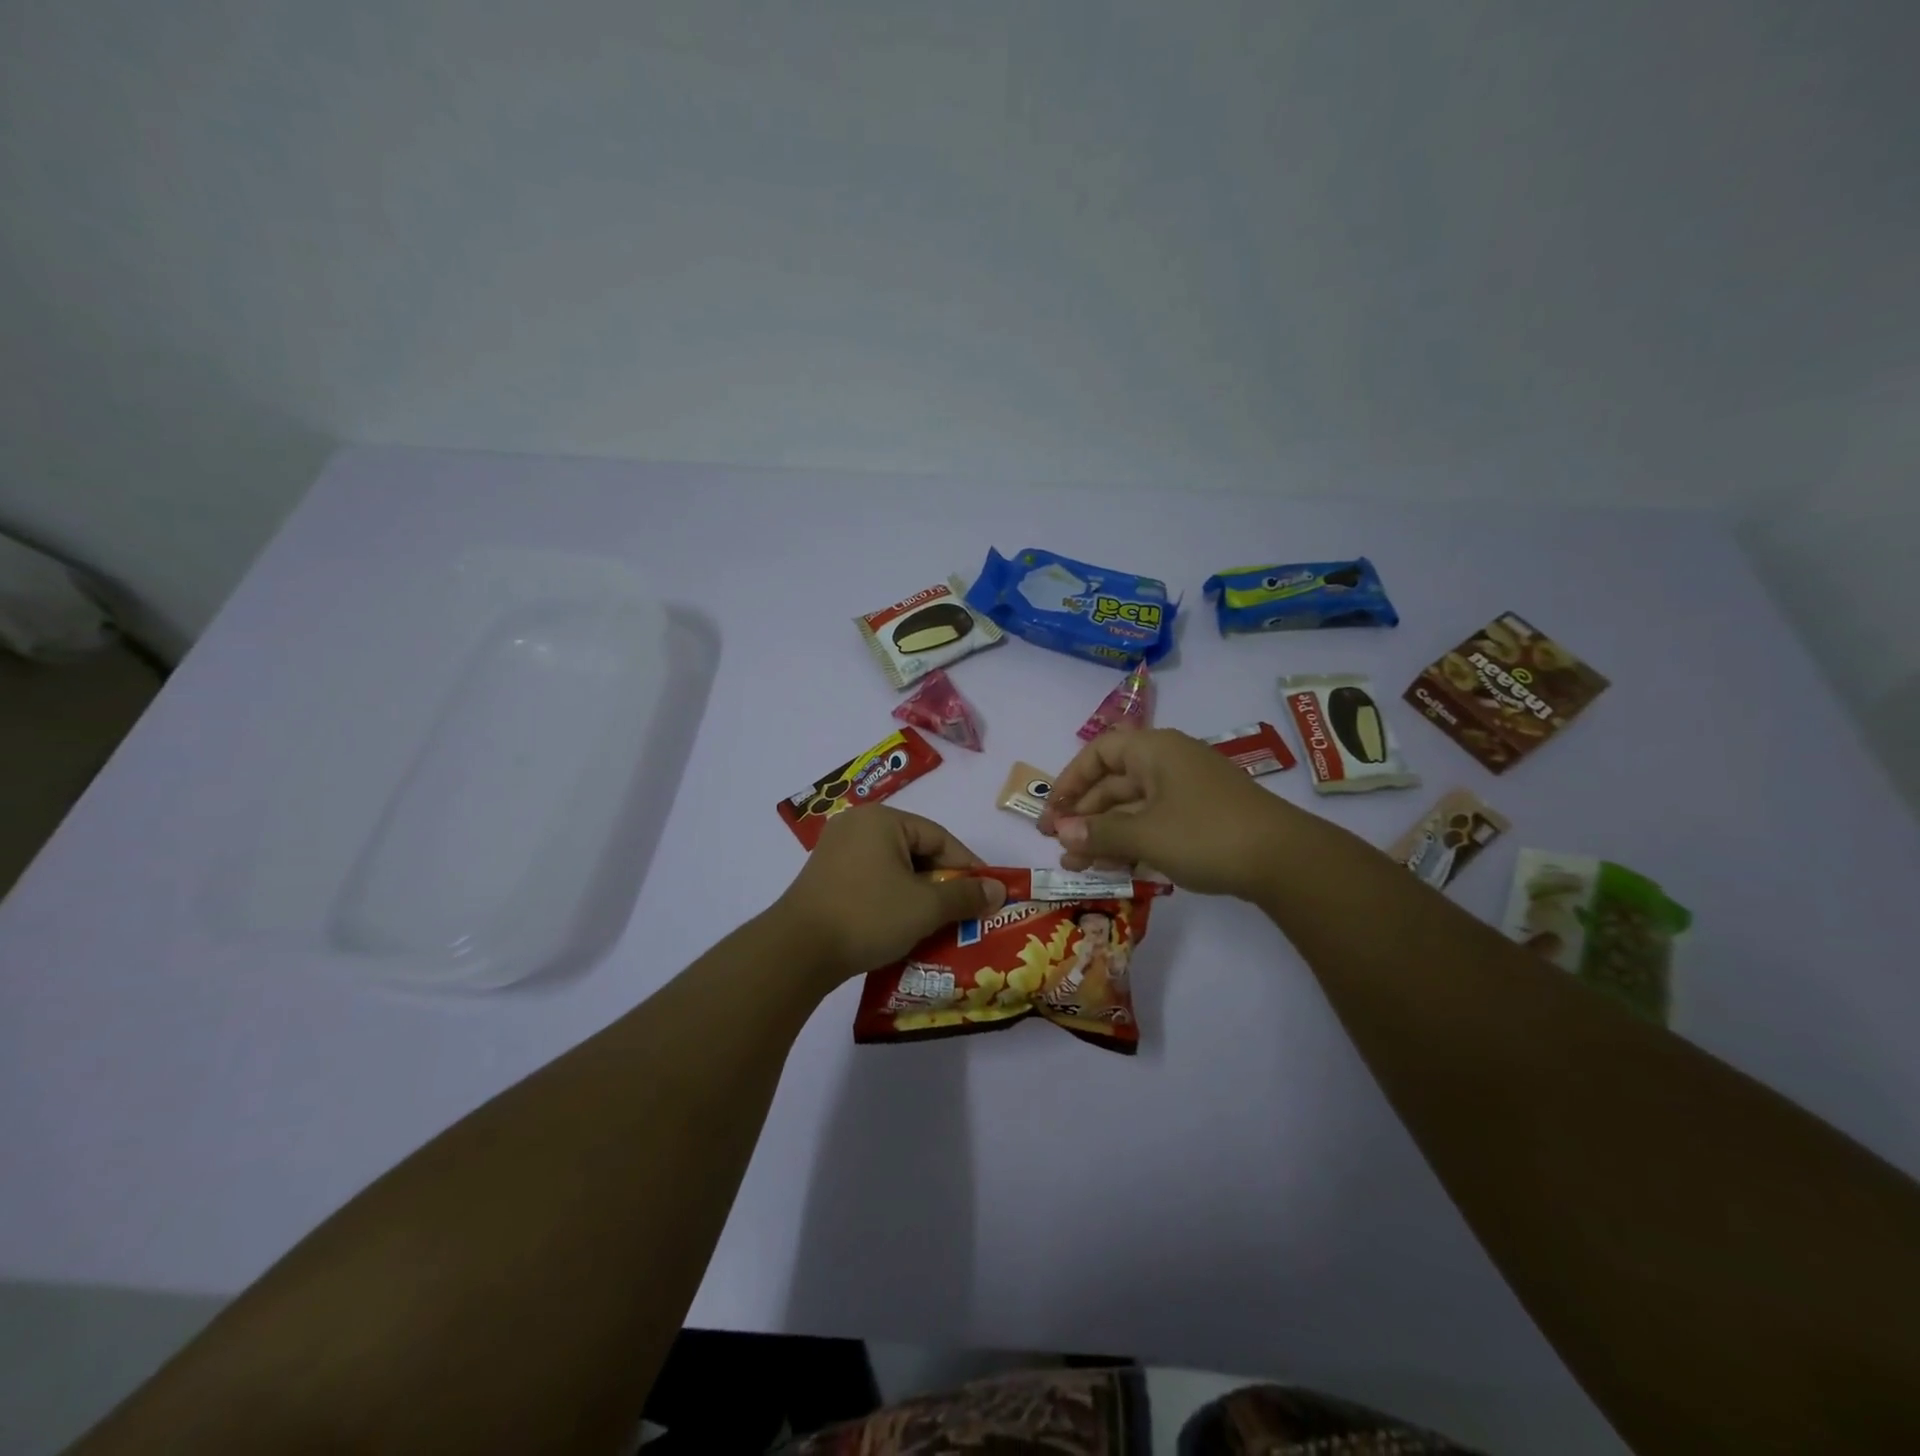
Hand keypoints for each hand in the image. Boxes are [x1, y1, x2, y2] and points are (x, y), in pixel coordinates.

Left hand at [772, 807, 1008, 984]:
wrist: (797, 952)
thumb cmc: (868, 916)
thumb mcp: (925, 906)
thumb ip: (965, 895)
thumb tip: (999, 890)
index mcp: (882, 819)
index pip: (939, 838)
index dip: (968, 867)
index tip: (989, 894)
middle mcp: (858, 825)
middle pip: (916, 850)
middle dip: (943, 883)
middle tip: (966, 911)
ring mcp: (837, 851)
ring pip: (894, 868)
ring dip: (919, 895)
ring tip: (940, 922)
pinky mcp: (826, 877)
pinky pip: (873, 880)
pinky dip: (893, 899)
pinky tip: (905, 925)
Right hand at [1037, 728, 1296, 899]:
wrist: (1285, 860)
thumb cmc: (1205, 834)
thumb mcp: (1145, 834)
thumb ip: (1098, 833)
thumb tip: (1061, 833)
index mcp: (1154, 750)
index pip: (1099, 753)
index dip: (1070, 780)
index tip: (1052, 813)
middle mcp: (1169, 763)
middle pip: (1114, 783)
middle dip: (1084, 816)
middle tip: (1058, 847)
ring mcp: (1188, 791)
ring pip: (1133, 808)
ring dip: (1105, 835)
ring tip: (1079, 867)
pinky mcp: (1202, 818)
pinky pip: (1155, 823)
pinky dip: (1133, 842)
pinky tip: (1116, 868)